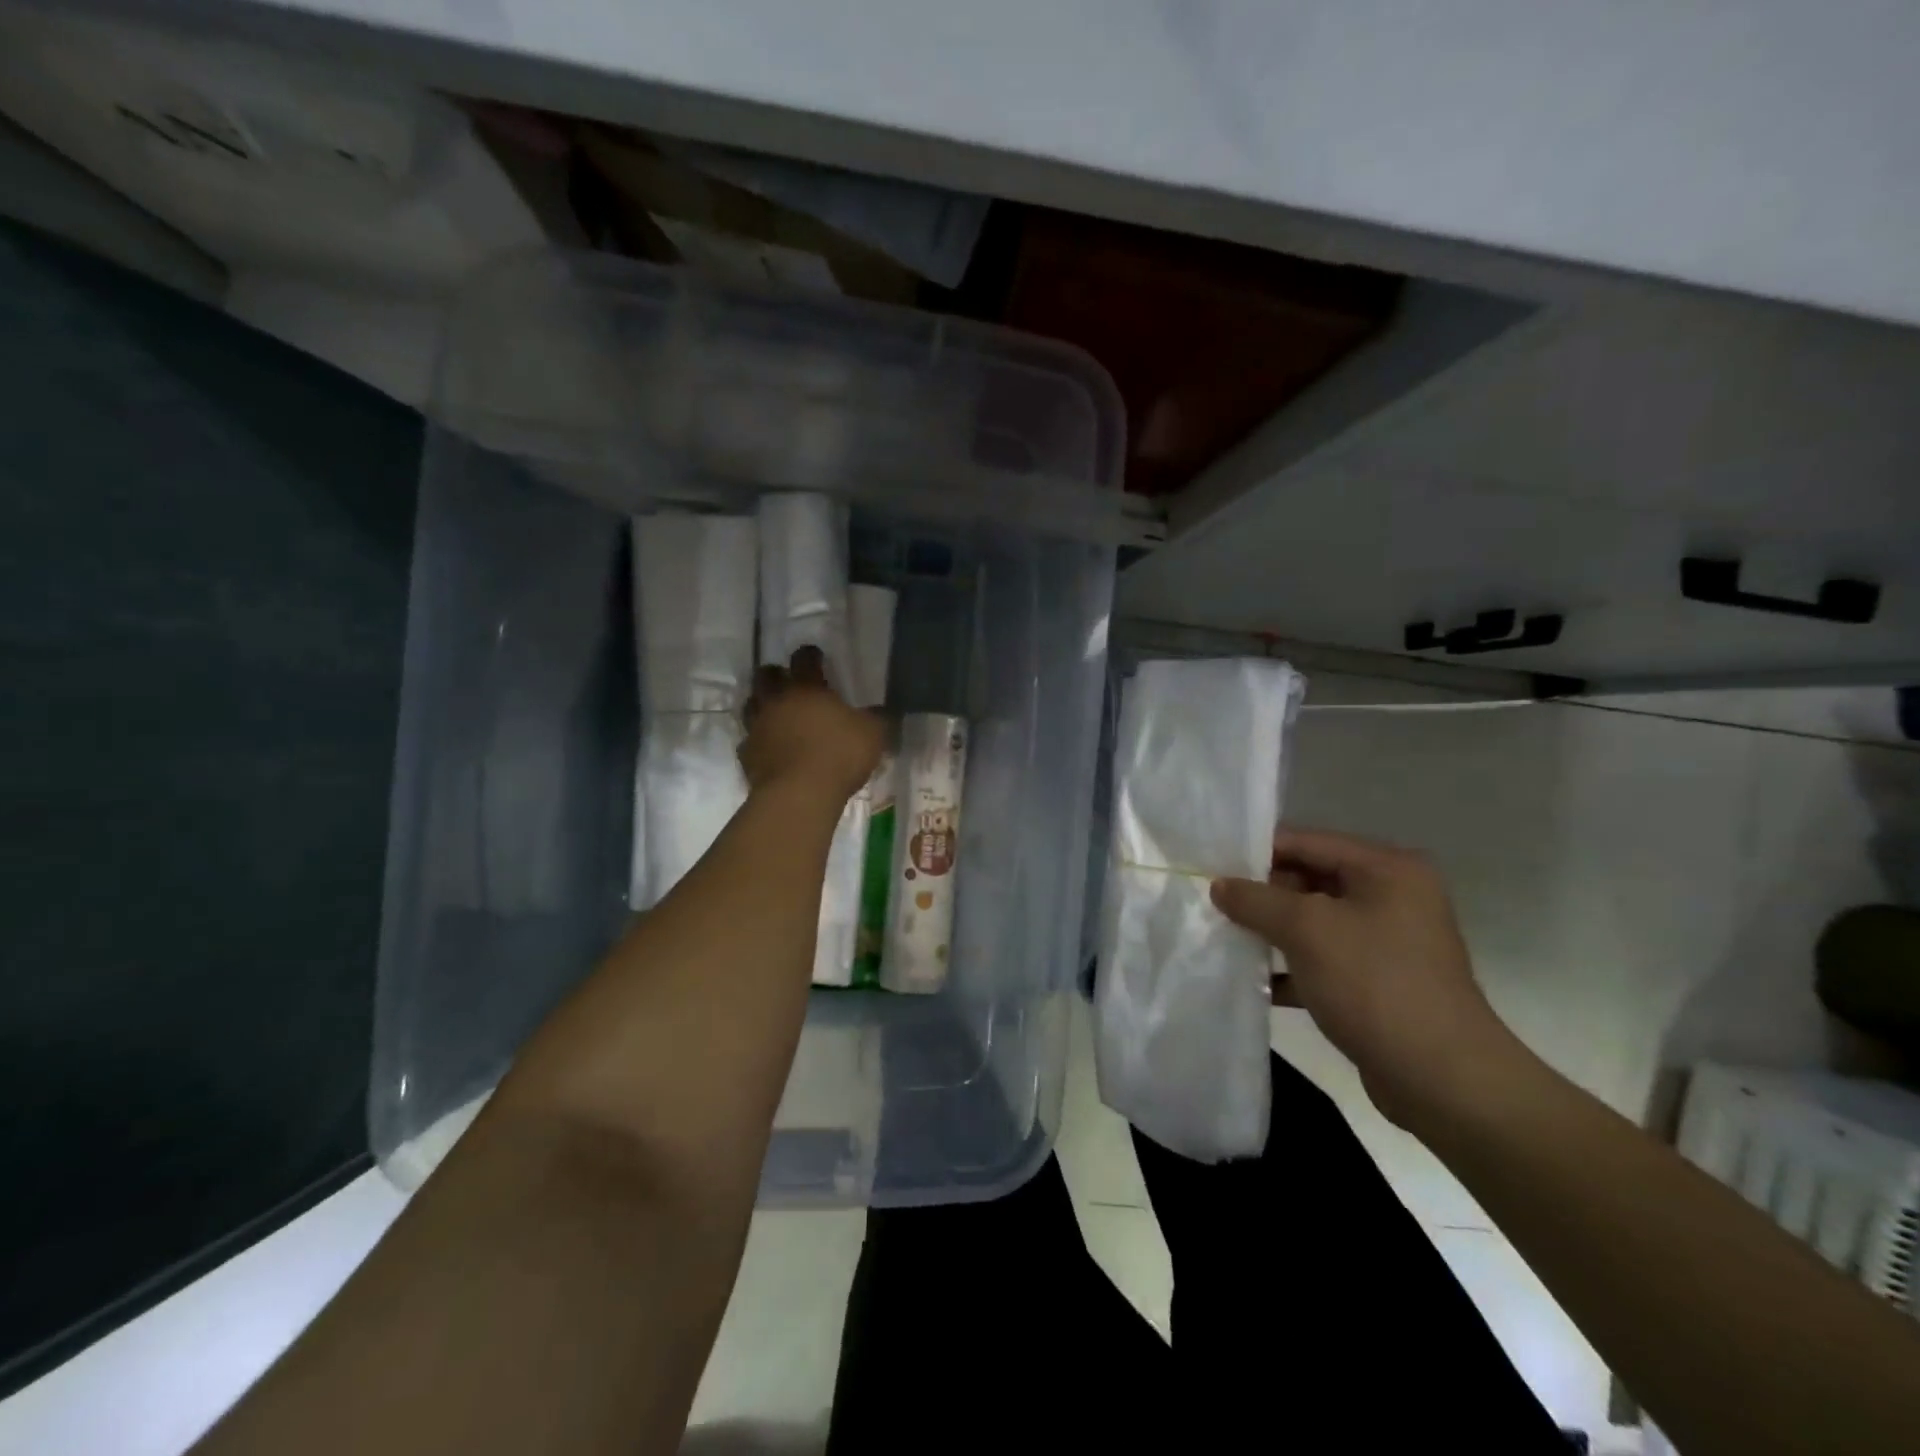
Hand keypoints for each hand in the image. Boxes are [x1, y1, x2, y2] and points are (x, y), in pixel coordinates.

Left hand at [739, 646, 884, 802]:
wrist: (799, 794)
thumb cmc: (839, 755)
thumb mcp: (873, 734)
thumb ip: (878, 718)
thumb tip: (884, 710)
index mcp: (807, 688)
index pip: (804, 660)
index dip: (810, 655)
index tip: (815, 655)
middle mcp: (777, 701)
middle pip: (766, 676)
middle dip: (775, 674)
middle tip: (786, 680)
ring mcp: (758, 727)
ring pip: (751, 705)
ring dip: (761, 704)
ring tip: (774, 712)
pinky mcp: (747, 755)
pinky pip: (749, 741)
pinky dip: (758, 741)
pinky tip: (768, 748)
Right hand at [1211, 828, 1521, 1126]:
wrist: (1443, 1080)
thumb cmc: (1375, 985)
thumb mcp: (1307, 930)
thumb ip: (1256, 900)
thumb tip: (1220, 885)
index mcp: (1386, 869)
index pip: (1306, 842)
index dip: (1255, 851)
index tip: (1209, 864)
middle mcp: (1391, 897)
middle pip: (1308, 880)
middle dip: (1260, 894)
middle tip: (1209, 902)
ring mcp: (1386, 942)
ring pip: (1312, 923)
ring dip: (1269, 932)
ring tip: (1219, 936)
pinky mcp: (1376, 983)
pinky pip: (1321, 960)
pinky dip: (1288, 967)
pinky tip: (1249, 980)